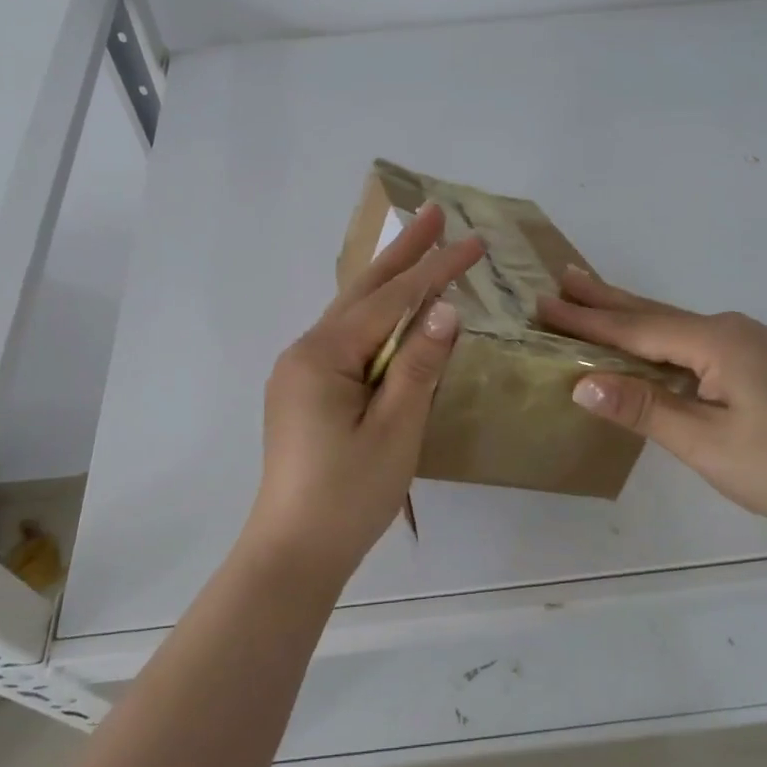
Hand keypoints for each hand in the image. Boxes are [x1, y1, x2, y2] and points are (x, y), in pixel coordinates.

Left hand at [245, 205, 485, 589]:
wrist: (292, 555)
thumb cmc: (347, 496)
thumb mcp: (394, 430)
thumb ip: (419, 365)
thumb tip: (445, 309)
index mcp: (322, 355)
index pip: (390, 300)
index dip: (434, 269)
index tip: (474, 241)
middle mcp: (305, 351)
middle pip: (363, 291)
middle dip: (403, 252)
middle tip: (432, 211)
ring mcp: (302, 371)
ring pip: (354, 313)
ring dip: (389, 280)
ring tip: (419, 245)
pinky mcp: (307, 391)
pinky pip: (349, 340)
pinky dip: (377, 317)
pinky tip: (393, 309)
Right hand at [536, 269, 766, 538]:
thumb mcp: (705, 442)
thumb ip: (643, 408)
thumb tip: (580, 382)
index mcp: (715, 341)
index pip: (634, 327)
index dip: (585, 320)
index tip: (542, 303)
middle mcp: (728, 330)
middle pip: (651, 313)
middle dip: (604, 299)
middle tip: (562, 278)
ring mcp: (745, 345)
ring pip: (671, 325)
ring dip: (628, 313)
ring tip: (590, 294)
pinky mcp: (753, 364)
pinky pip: (688, 340)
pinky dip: (654, 335)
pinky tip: (643, 337)